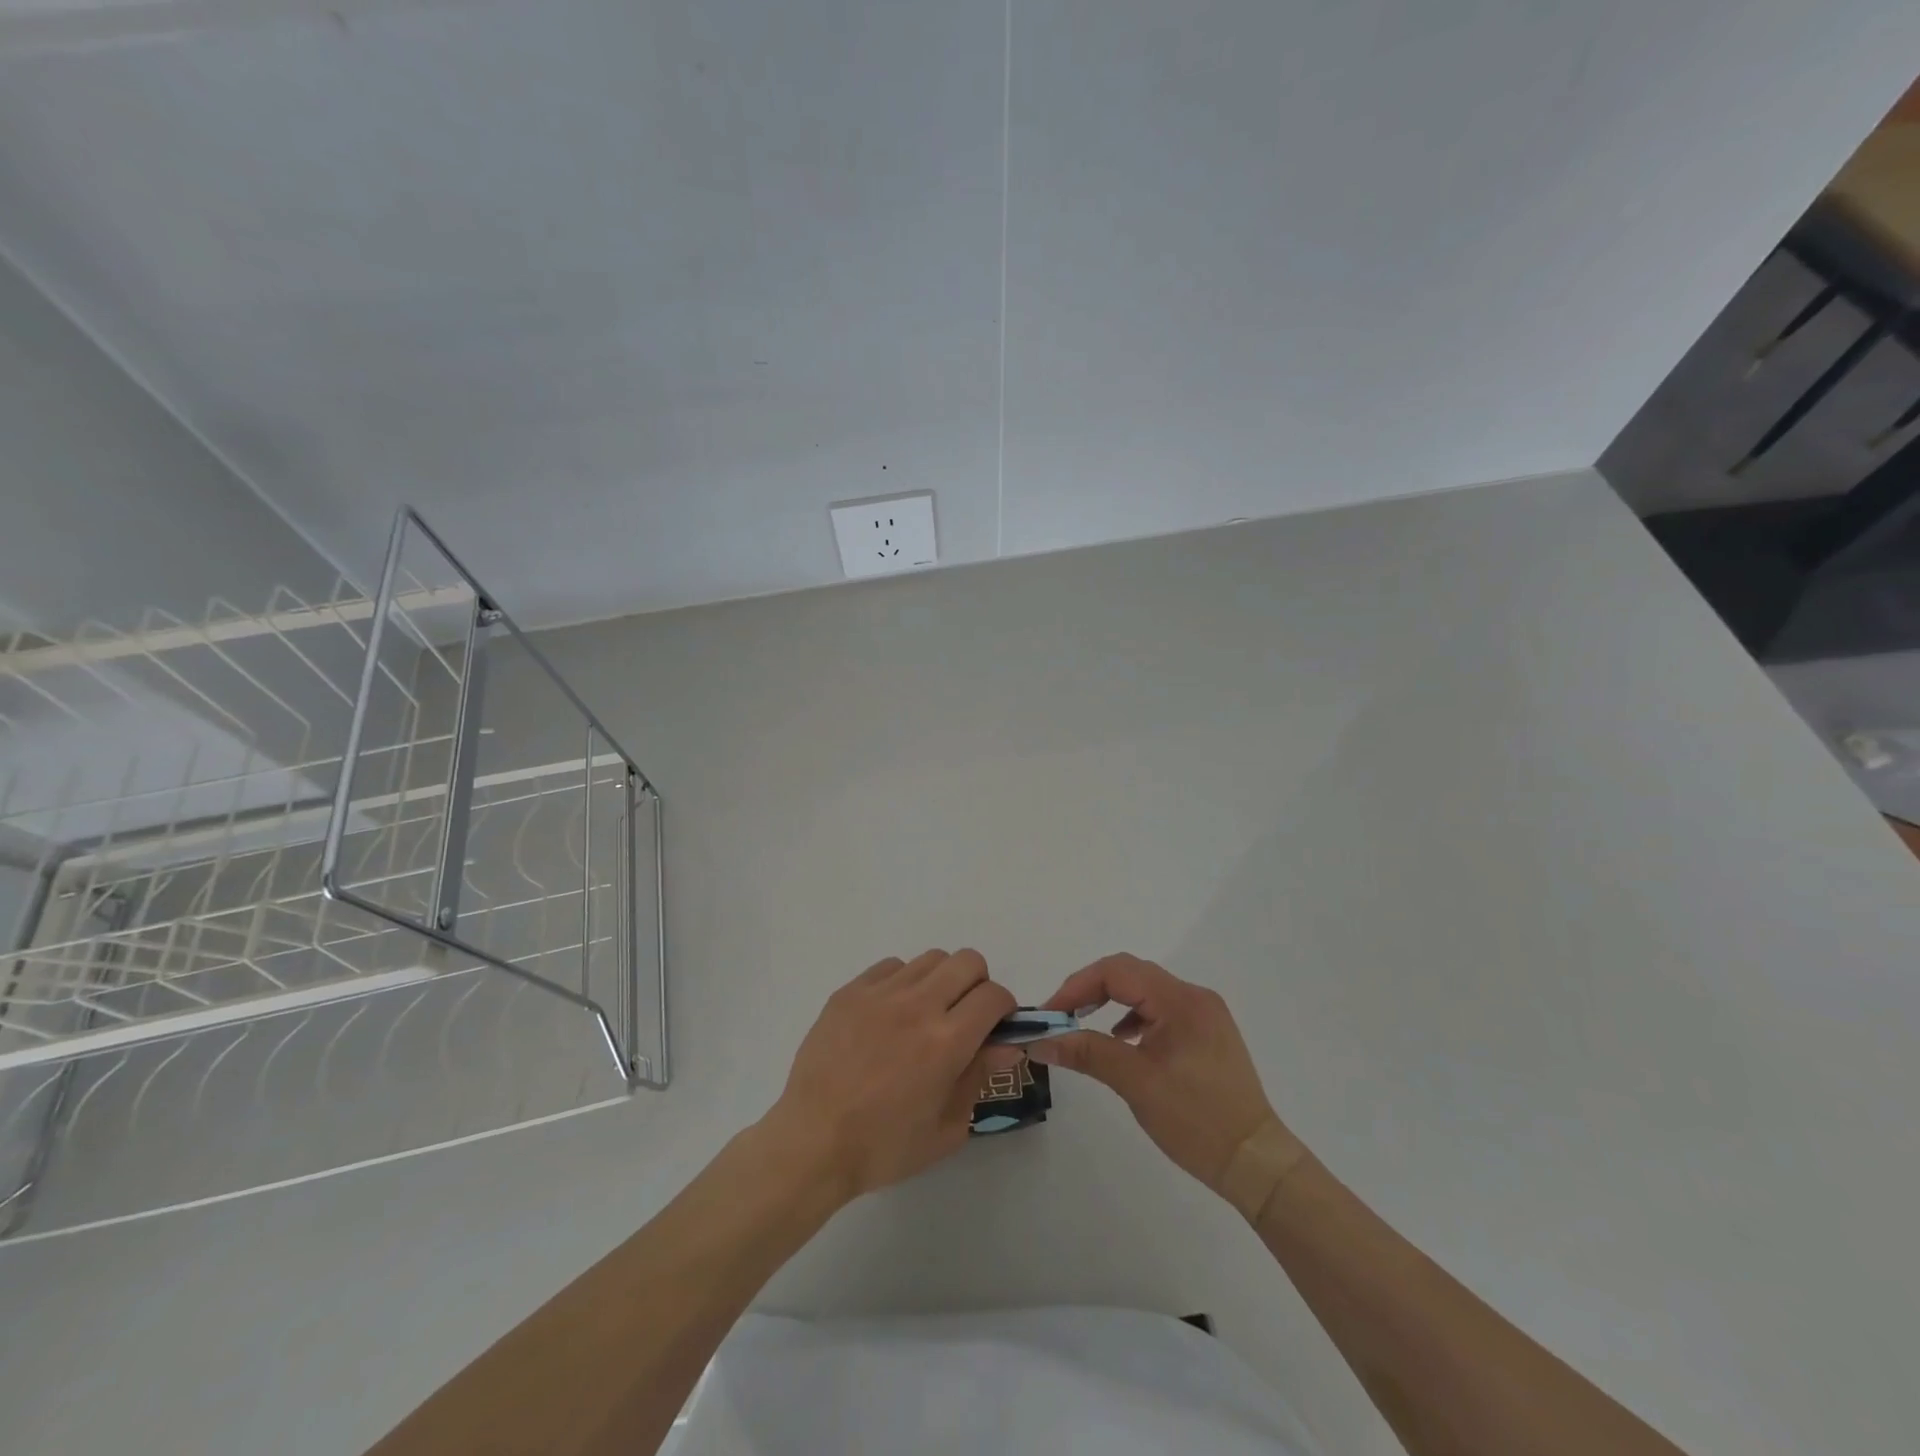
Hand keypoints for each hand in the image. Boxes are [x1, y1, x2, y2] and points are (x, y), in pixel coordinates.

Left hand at [766, 949, 1020, 1201]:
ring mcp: (880, 993)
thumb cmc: (883, 1147)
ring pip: (930, 959)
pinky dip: (903, 983)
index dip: (1004, 1009)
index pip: (994, 996)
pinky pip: (891, 966)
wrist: (812, 1143)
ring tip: (926, 1014)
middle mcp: (917, 1006)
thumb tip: (1007, 1044)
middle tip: (965, 1016)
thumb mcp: (946, 1127)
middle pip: (967, 961)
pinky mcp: (850, 991)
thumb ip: (979, 1078)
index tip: (996, 1027)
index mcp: (946, 1042)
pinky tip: (891, 1015)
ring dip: (941, 981)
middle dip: (978, 985)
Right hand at [1029, 953, 1284, 1192]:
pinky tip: (1121, 1041)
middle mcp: (1194, 997)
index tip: (1050, 1014)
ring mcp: (1204, 1015)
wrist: (1256, 1162)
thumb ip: (1087, 1053)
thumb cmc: (1197, 1120)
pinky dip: (1133, 1019)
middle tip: (1060, 1017)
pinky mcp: (1206, 1034)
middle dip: (1090, 991)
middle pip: (1130, 975)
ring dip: (1110, 1002)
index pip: (1117, 971)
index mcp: (1180, 1000)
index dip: (1077, 986)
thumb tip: (1041, 1042)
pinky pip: (1160, 1011)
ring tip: (1082, 1026)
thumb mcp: (1136, 1083)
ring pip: (1145, 992)